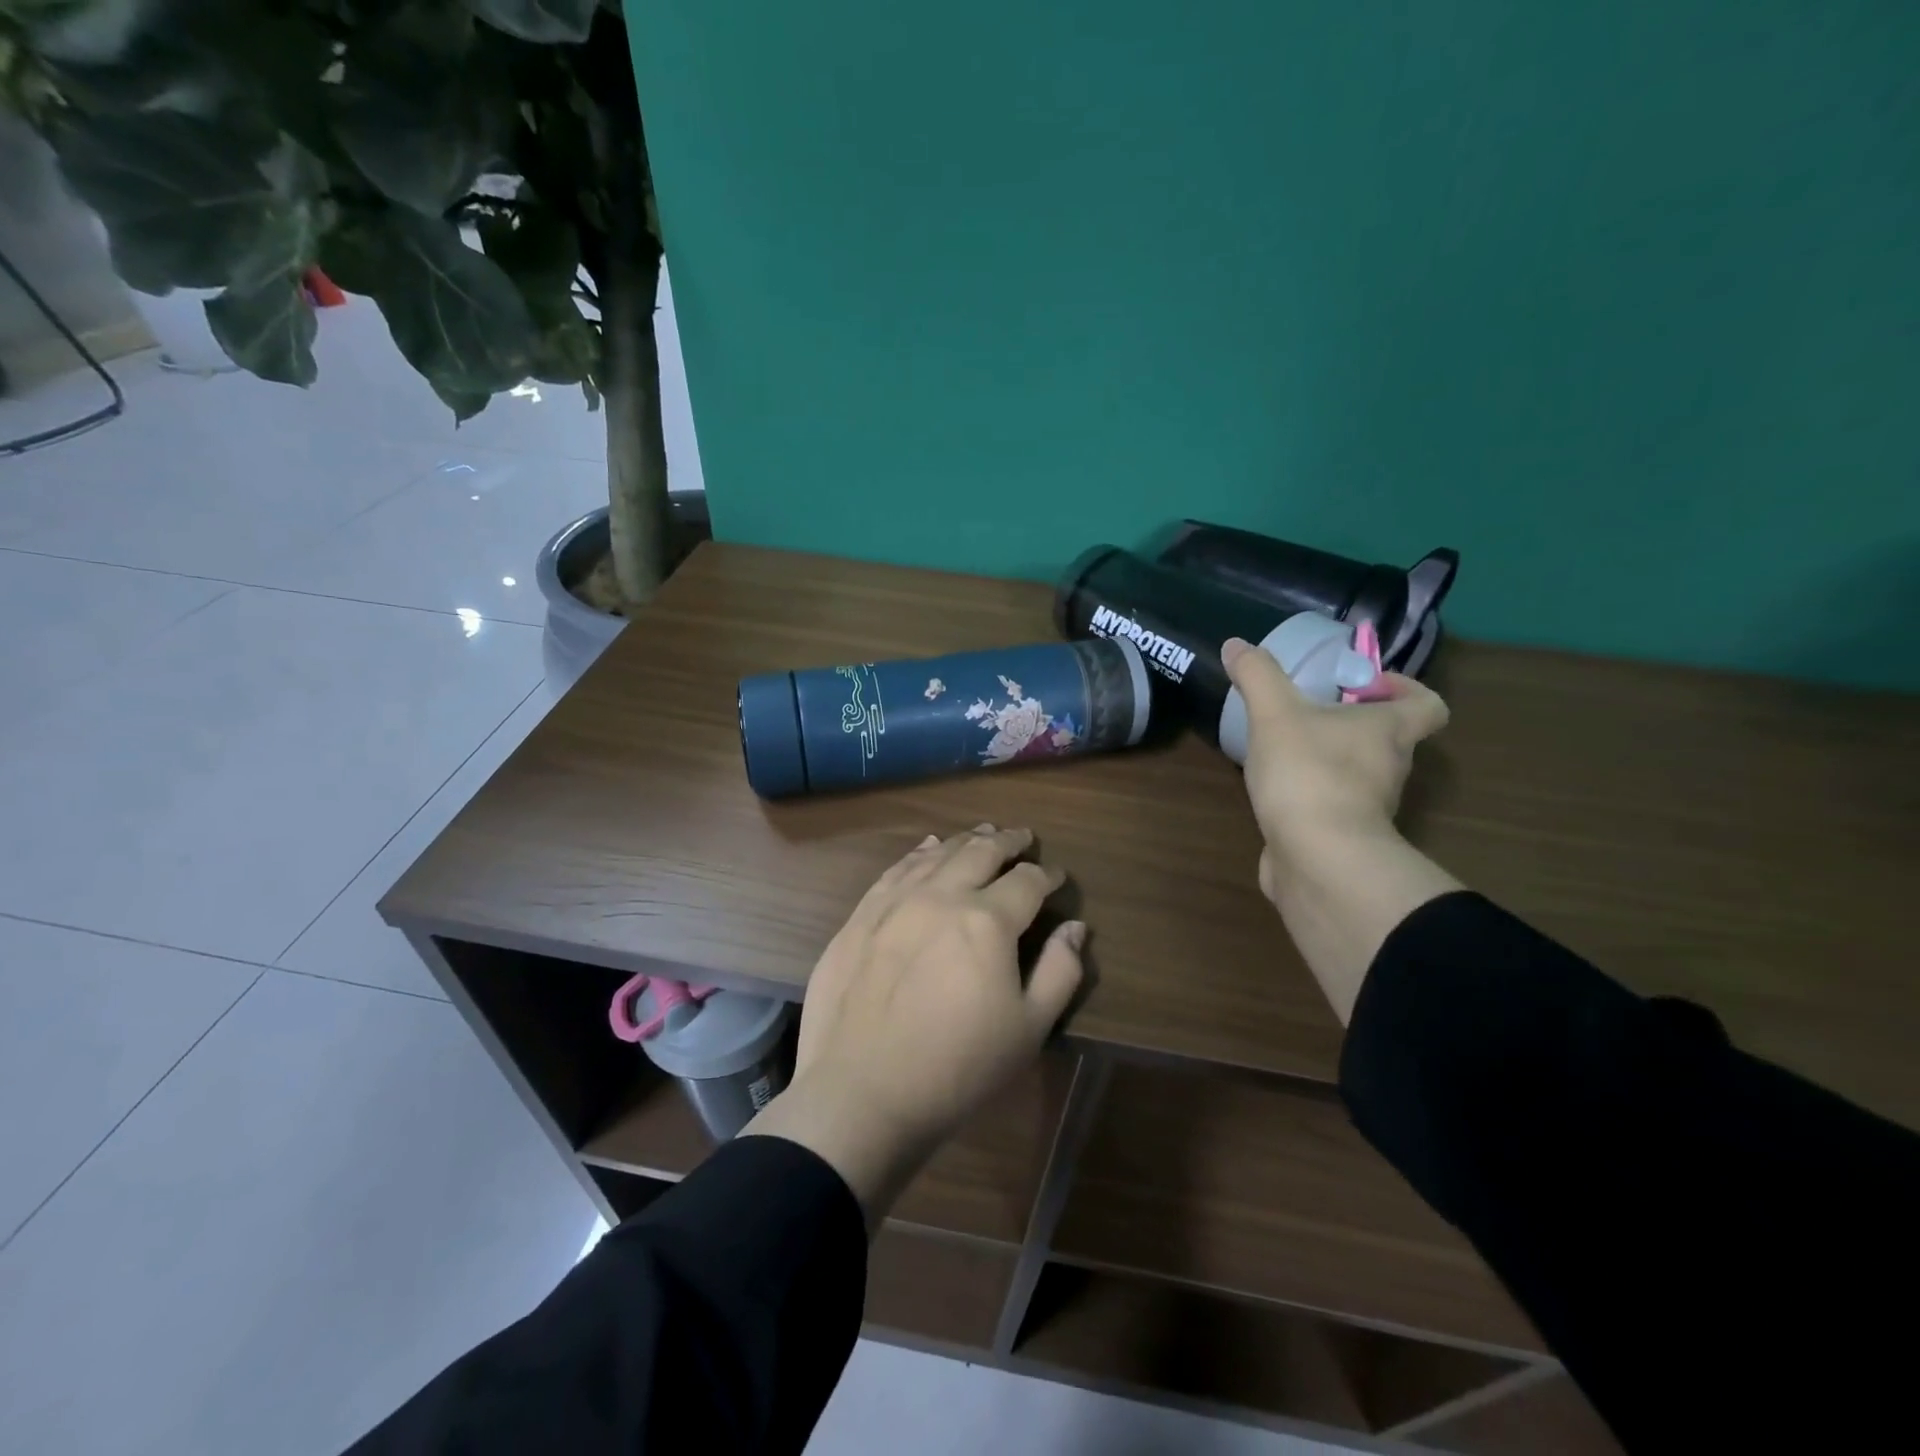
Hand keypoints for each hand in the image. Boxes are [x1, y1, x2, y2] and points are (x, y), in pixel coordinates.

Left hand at [743, 825, 1083, 1222]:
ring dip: (965, 841)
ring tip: (982, 835)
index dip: (1047, 876)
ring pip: (938, 854)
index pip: (1027, 881)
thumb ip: (1060, 972)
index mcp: (988, 921)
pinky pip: (896, 869)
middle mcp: (942, 896)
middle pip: (981, 853)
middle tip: (1022, 837)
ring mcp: (895, 901)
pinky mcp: (861, 915)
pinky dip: (920, 853)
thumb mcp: (1028, 1030)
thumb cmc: (956, 1069)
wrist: (860, 1093)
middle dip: (1008, 842)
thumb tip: (1076, 928)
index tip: (1057, 878)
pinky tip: (928, 848)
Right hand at [1222, 637, 1449, 894]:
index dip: (1404, 688)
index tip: (1363, 684)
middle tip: (1307, 711)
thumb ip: (1256, 675)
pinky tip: (1274, 792)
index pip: (1427, 705)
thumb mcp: (1275, 713)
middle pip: (1386, 738)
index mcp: (1388, 731)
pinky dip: (1310, 797)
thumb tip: (1235, 644)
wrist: (1318, 858)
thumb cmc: (1309, 773)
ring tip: (1282, 750)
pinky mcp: (1342, 837)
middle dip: (1351, 723)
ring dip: (1329, 760)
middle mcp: (1389, 768)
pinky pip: (1330, 807)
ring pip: (1358, 774)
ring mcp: (1368, 807)